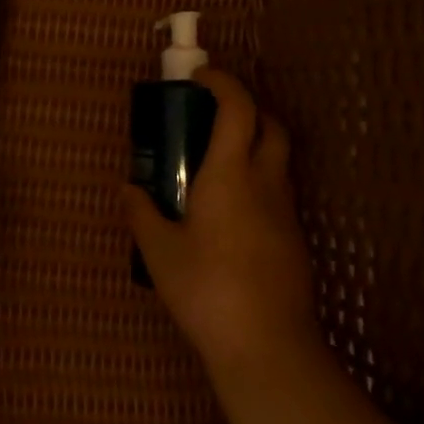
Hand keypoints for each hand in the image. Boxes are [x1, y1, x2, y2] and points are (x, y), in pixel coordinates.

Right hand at [122, 68, 321, 375]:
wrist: (267, 345)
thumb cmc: (206, 289)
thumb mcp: (159, 251)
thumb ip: (141, 213)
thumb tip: (128, 188)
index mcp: (230, 175)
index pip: (238, 108)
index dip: (222, 82)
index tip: (199, 78)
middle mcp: (265, 183)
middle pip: (270, 125)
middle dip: (246, 108)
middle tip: (212, 118)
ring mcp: (286, 212)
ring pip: (278, 160)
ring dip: (253, 146)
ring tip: (214, 167)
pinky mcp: (294, 239)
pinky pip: (278, 192)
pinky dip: (257, 182)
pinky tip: (229, 214)